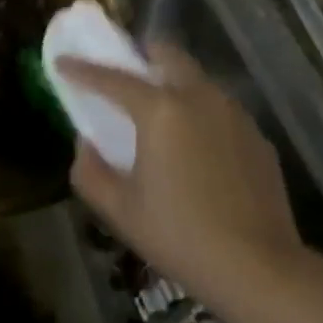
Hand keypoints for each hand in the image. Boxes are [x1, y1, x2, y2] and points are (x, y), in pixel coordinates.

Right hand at [58, 43, 302, 301]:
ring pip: (198, 79)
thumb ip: (90, 171)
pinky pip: (221, 109)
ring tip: (161, 114)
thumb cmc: (180, 235)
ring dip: (174, 82)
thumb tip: (86, 144)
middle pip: (168, 54)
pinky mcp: (257, 136)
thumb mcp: (120, 210)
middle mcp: (200, 98)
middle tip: (126, 73)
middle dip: (142, 54)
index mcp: (161, 110)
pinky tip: (197, 148)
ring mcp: (234, 114)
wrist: (259, 268)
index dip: (82, 70)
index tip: (63, 62)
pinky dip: (201, 113)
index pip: (112, 78)